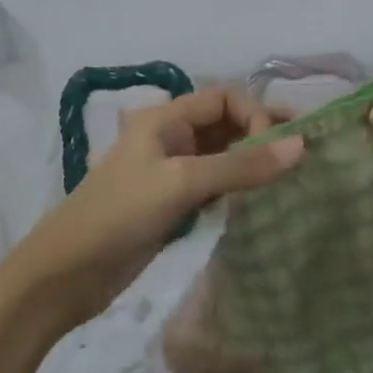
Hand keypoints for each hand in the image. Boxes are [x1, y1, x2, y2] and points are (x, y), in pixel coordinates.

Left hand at [6, 87, 303, 330]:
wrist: (66, 274)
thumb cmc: (119, 215)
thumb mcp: (181, 183)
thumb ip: (241, 166)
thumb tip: (301, 145)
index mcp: (164, 118)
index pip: (223, 98)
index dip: (255, 115)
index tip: (276, 149)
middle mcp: (170, 137)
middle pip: (225, 123)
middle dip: (262, 133)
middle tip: (306, 150)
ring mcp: (171, 171)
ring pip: (222, 155)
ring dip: (253, 161)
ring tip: (293, 175)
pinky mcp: (173, 203)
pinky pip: (215, 184)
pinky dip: (239, 186)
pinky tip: (263, 199)